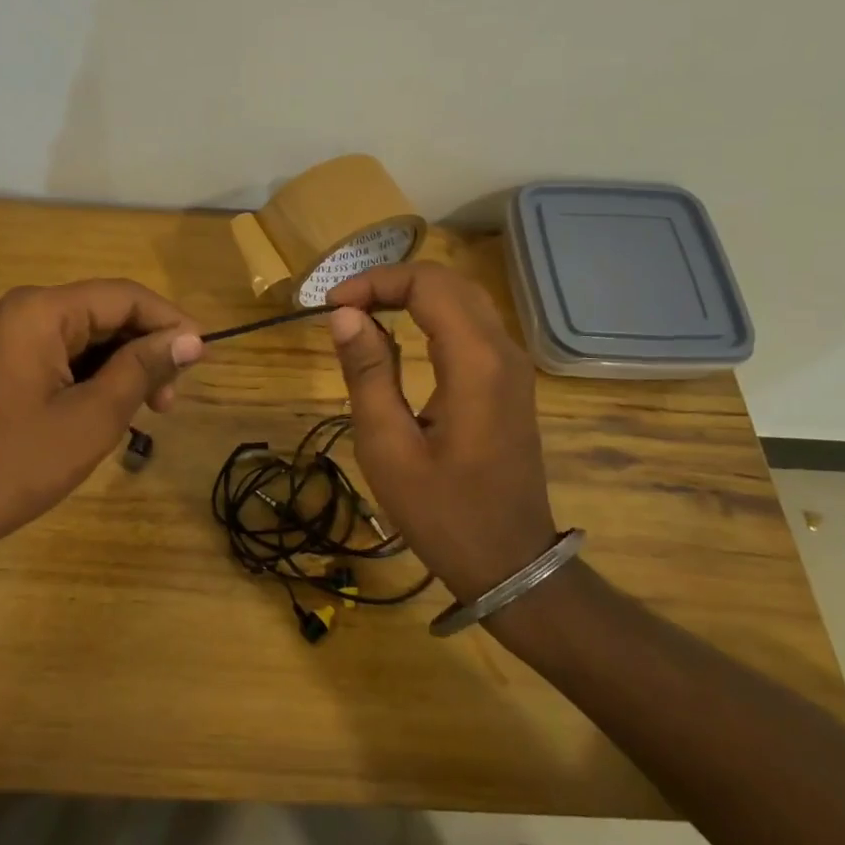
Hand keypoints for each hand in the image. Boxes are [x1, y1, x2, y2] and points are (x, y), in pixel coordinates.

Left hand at [0, 279, 202, 562]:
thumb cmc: (18, 462)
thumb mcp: (94, 416)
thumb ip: (144, 367)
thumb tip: (192, 339)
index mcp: (41, 311)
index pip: (124, 297)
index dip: (171, 322)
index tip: (205, 358)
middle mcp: (22, 310)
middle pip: (105, 313)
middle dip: (146, 350)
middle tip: (170, 401)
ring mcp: (9, 337)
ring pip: (87, 337)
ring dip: (123, 367)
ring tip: (148, 412)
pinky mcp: (4, 364)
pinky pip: (63, 356)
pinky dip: (95, 378)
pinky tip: (112, 410)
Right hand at [326, 261, 555, 603]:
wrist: (511, 563)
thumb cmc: (444, 513)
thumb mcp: (389, 448)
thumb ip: (367, 374)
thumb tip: (345, 316)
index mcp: (475, 363)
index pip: (427, 284)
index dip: (375, 282)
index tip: (332, 307)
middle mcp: (503, 351)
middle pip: (448, 281)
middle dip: (390, 281)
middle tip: (343, 308)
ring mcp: (513, 365)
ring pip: (462, 297)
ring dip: (411, 294)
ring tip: (363, 314)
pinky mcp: (510, 380)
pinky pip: (471, 323)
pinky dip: (431, 314)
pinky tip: (399, 334)